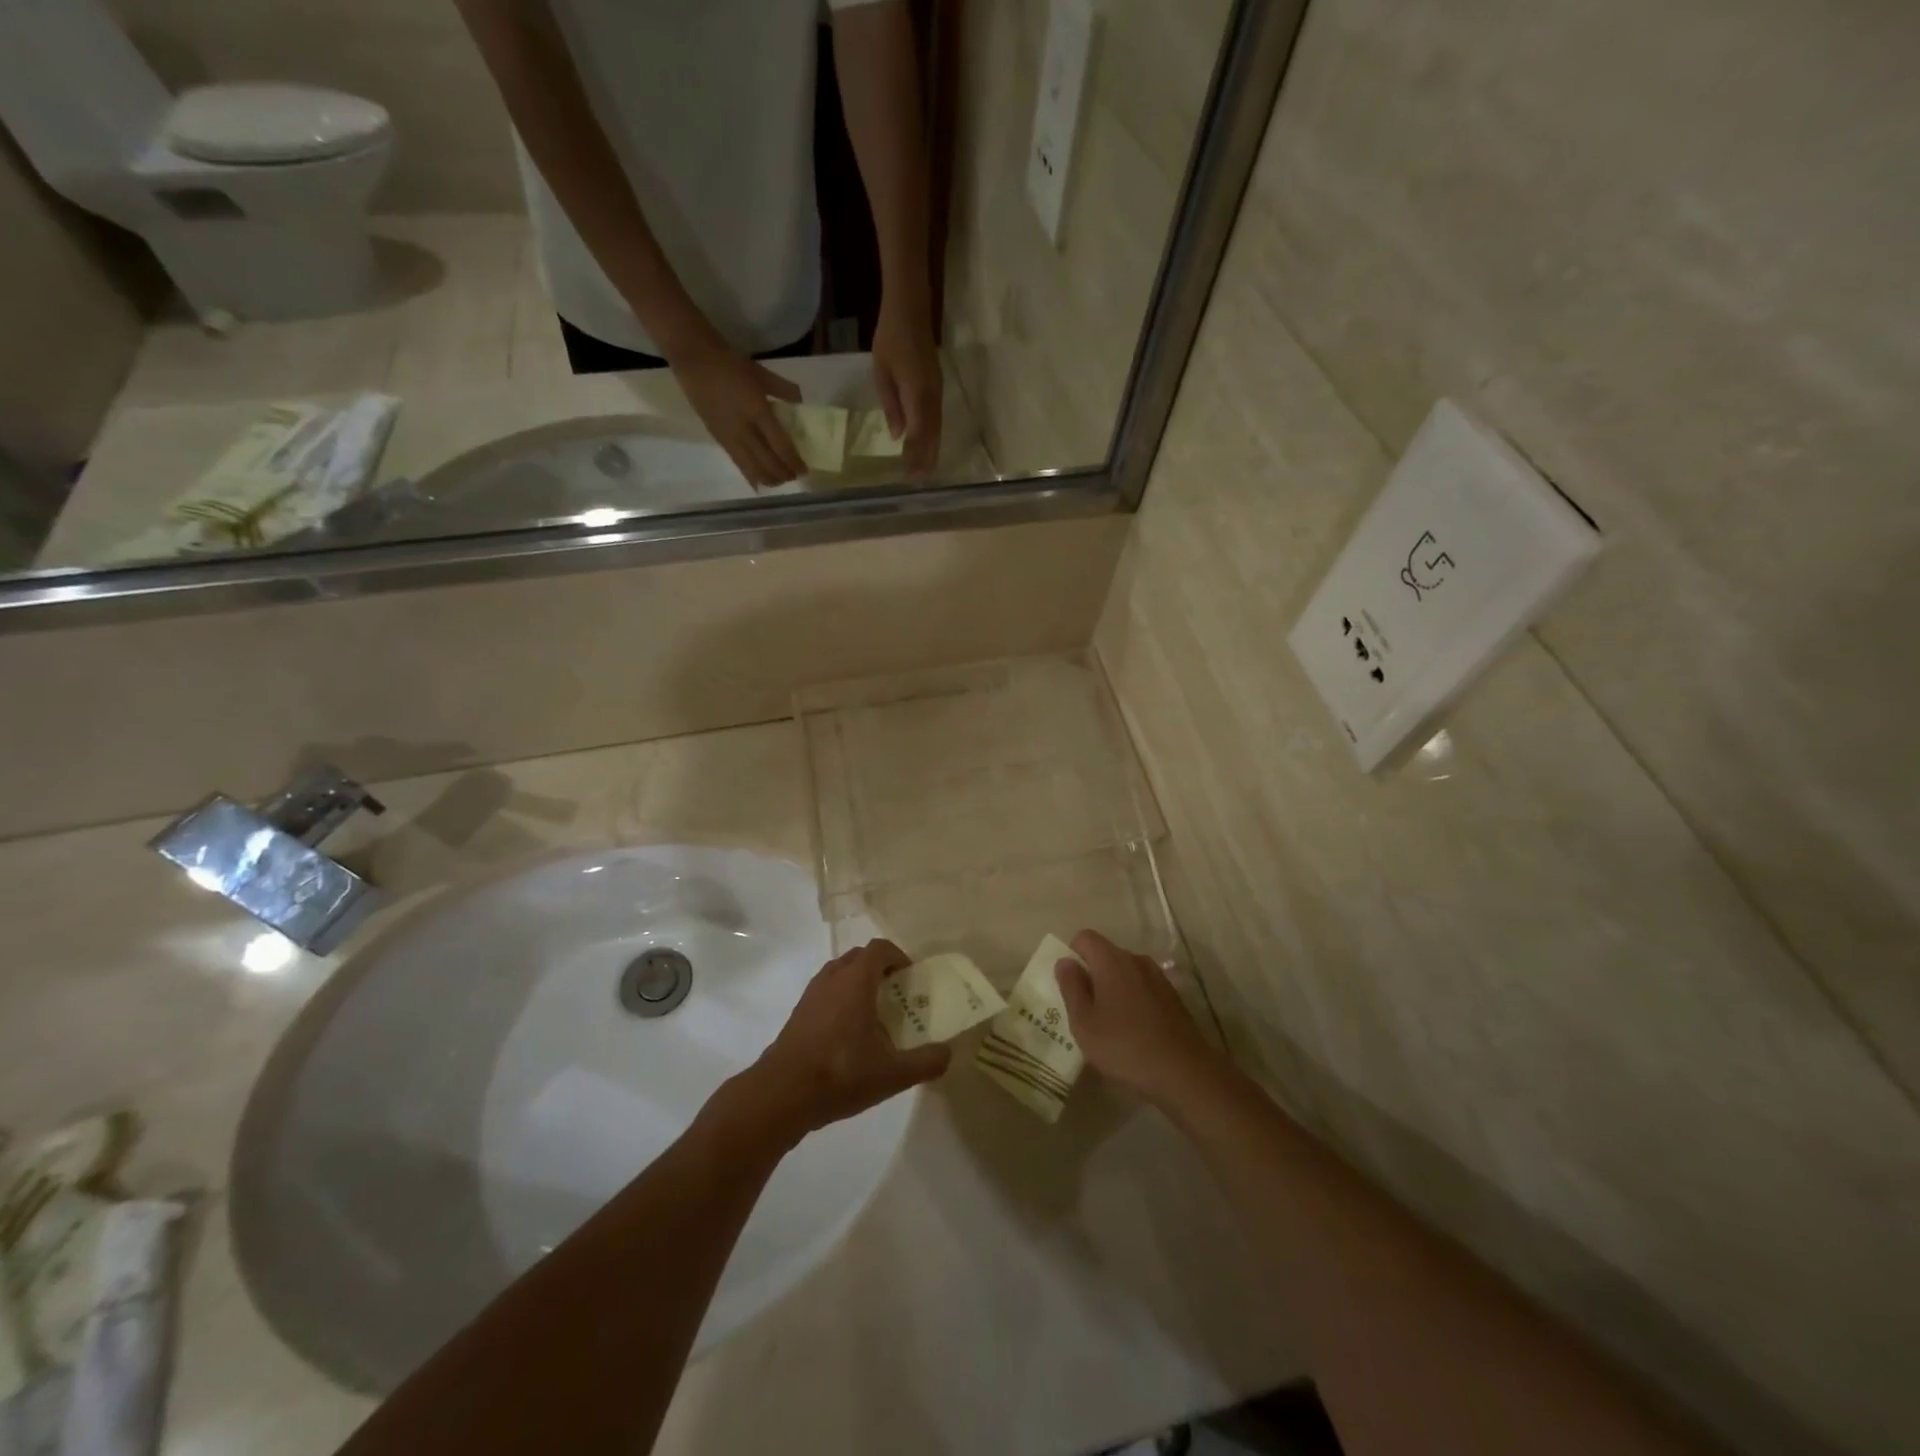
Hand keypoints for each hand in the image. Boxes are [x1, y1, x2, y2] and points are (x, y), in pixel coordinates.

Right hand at [670, 341, 807, 488]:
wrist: (694, 360)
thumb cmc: (730, 363)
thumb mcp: (761, 372)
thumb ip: (783, 389)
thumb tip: (800, 402)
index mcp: (757, 410)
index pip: (780, 445)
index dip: (793, 461)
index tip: (804, 470)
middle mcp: (744, 429)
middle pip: (767, 462)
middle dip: (783, 474)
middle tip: (795, 477)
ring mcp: (729, 436)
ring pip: (752, 468)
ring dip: (768, 478)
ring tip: (779, 481)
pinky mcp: (718, 439)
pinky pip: (738, 464)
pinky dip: (751, 475)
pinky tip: (759, 481)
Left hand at [747, 939, 950, 1140]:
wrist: (782, 1094)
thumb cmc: (841, 1073)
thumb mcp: (892, 1074)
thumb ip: (925, 1062)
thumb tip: (948, 1053)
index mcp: (856, 980)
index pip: (879, 949)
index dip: (898, 956)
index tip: (910, 976)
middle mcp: (832, 978)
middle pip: (858, 957)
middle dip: (879, 968)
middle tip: (896, 993)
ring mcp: (811, 995)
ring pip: (839, 973)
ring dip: (857, 983)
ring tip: (873, 1013)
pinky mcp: (798, 1014)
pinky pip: (825, 993)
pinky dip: (840, 1000)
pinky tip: (848, 1034)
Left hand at [871, 295, 942, 472]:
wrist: (911, 309)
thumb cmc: (890, 338)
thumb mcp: (881, 373)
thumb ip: (891, 405)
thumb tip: (897, 435)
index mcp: (917, 394)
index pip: (919, 433)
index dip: (916, 456)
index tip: (911, 475)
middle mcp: (931, 398)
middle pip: (932, 435)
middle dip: (926, 458)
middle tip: (920, 480)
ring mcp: (937, 393)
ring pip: (937, 428)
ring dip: (932, 450)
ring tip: (926, 470)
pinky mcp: (938, 388)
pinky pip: (937, 419)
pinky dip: (934, 436)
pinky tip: (929, 445)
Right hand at [1056, 931, 1220, 1106]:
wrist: (1184, 1072)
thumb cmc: (1124, 1046)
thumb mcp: (1084, 1022)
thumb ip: (1071, 987)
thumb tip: (1065, 962)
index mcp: (1112, 960)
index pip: (1085, 938)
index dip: (1072, 955)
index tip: (1069, 986)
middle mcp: (1136, 960)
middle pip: (1106, 955)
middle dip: (1092, 975)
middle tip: (1084, 1010)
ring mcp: (1158, 978)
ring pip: (1125, 973)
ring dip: (1113, 990)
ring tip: (1108, 1024)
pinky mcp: (1173, 998)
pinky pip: (1143, 989)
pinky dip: (1132, 1001)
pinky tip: (1132, 1032)